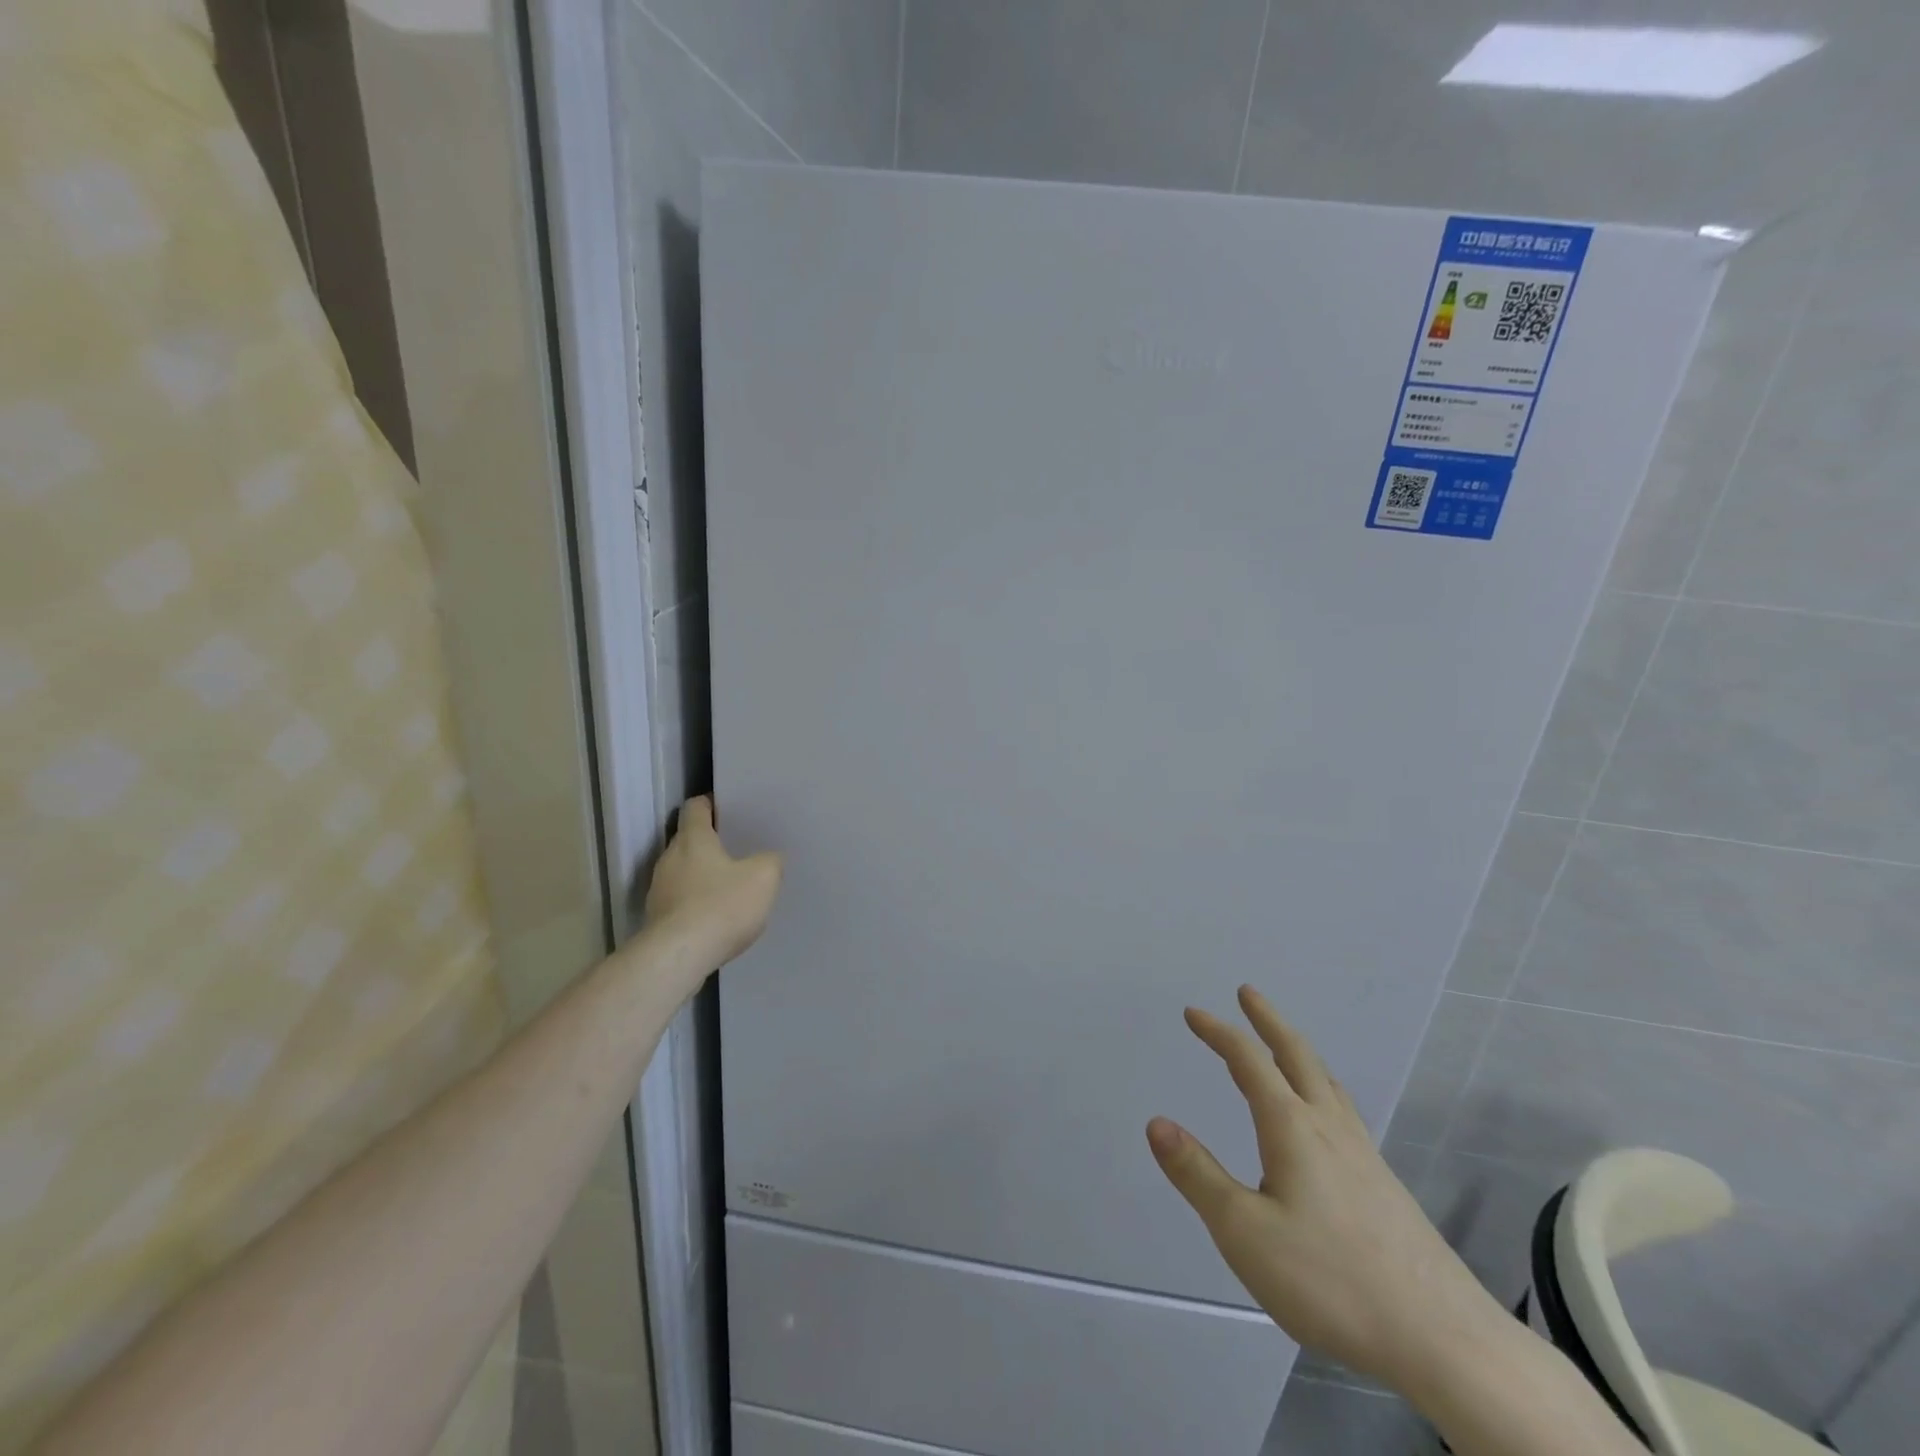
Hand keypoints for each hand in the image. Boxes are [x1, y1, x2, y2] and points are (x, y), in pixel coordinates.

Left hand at [642, 796, 782, 973]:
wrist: (679, 957)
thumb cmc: (722, 906)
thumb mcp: (764, 877)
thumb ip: (770, 860)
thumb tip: (768, 858)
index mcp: (693, 839)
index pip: (695, 807)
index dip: (710, 804)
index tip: (727, 808)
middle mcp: (669, 859)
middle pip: (687, 840)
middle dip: (709, 842)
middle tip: (736, 849)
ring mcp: (659, 890)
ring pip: (682, 871)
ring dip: (701, 875)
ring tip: (728, 886)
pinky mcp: (656, 919)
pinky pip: (679, 900)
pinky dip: (695, 902)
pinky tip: (715, 916)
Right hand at [1148, 987, 1505, 1393]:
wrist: (1442, 1338)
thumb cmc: (1330, 1279)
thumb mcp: (1244, 1232)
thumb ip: (1197, 1175)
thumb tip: (1156, 1122)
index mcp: (1293, 1128)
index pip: (1248, 1061)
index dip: (1218, 1032)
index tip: (1193, 1012)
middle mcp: (1330, 1128)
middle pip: (1297, 1055)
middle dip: (1268, 1020)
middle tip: (1248, 993)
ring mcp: (1364, 1155)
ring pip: (1327, 1082)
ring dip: (1297, 1052)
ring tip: (1283, 1046)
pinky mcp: (1385, 1185)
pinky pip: (1343, 1112)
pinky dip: (1320, 1088)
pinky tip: (1325, 1120)